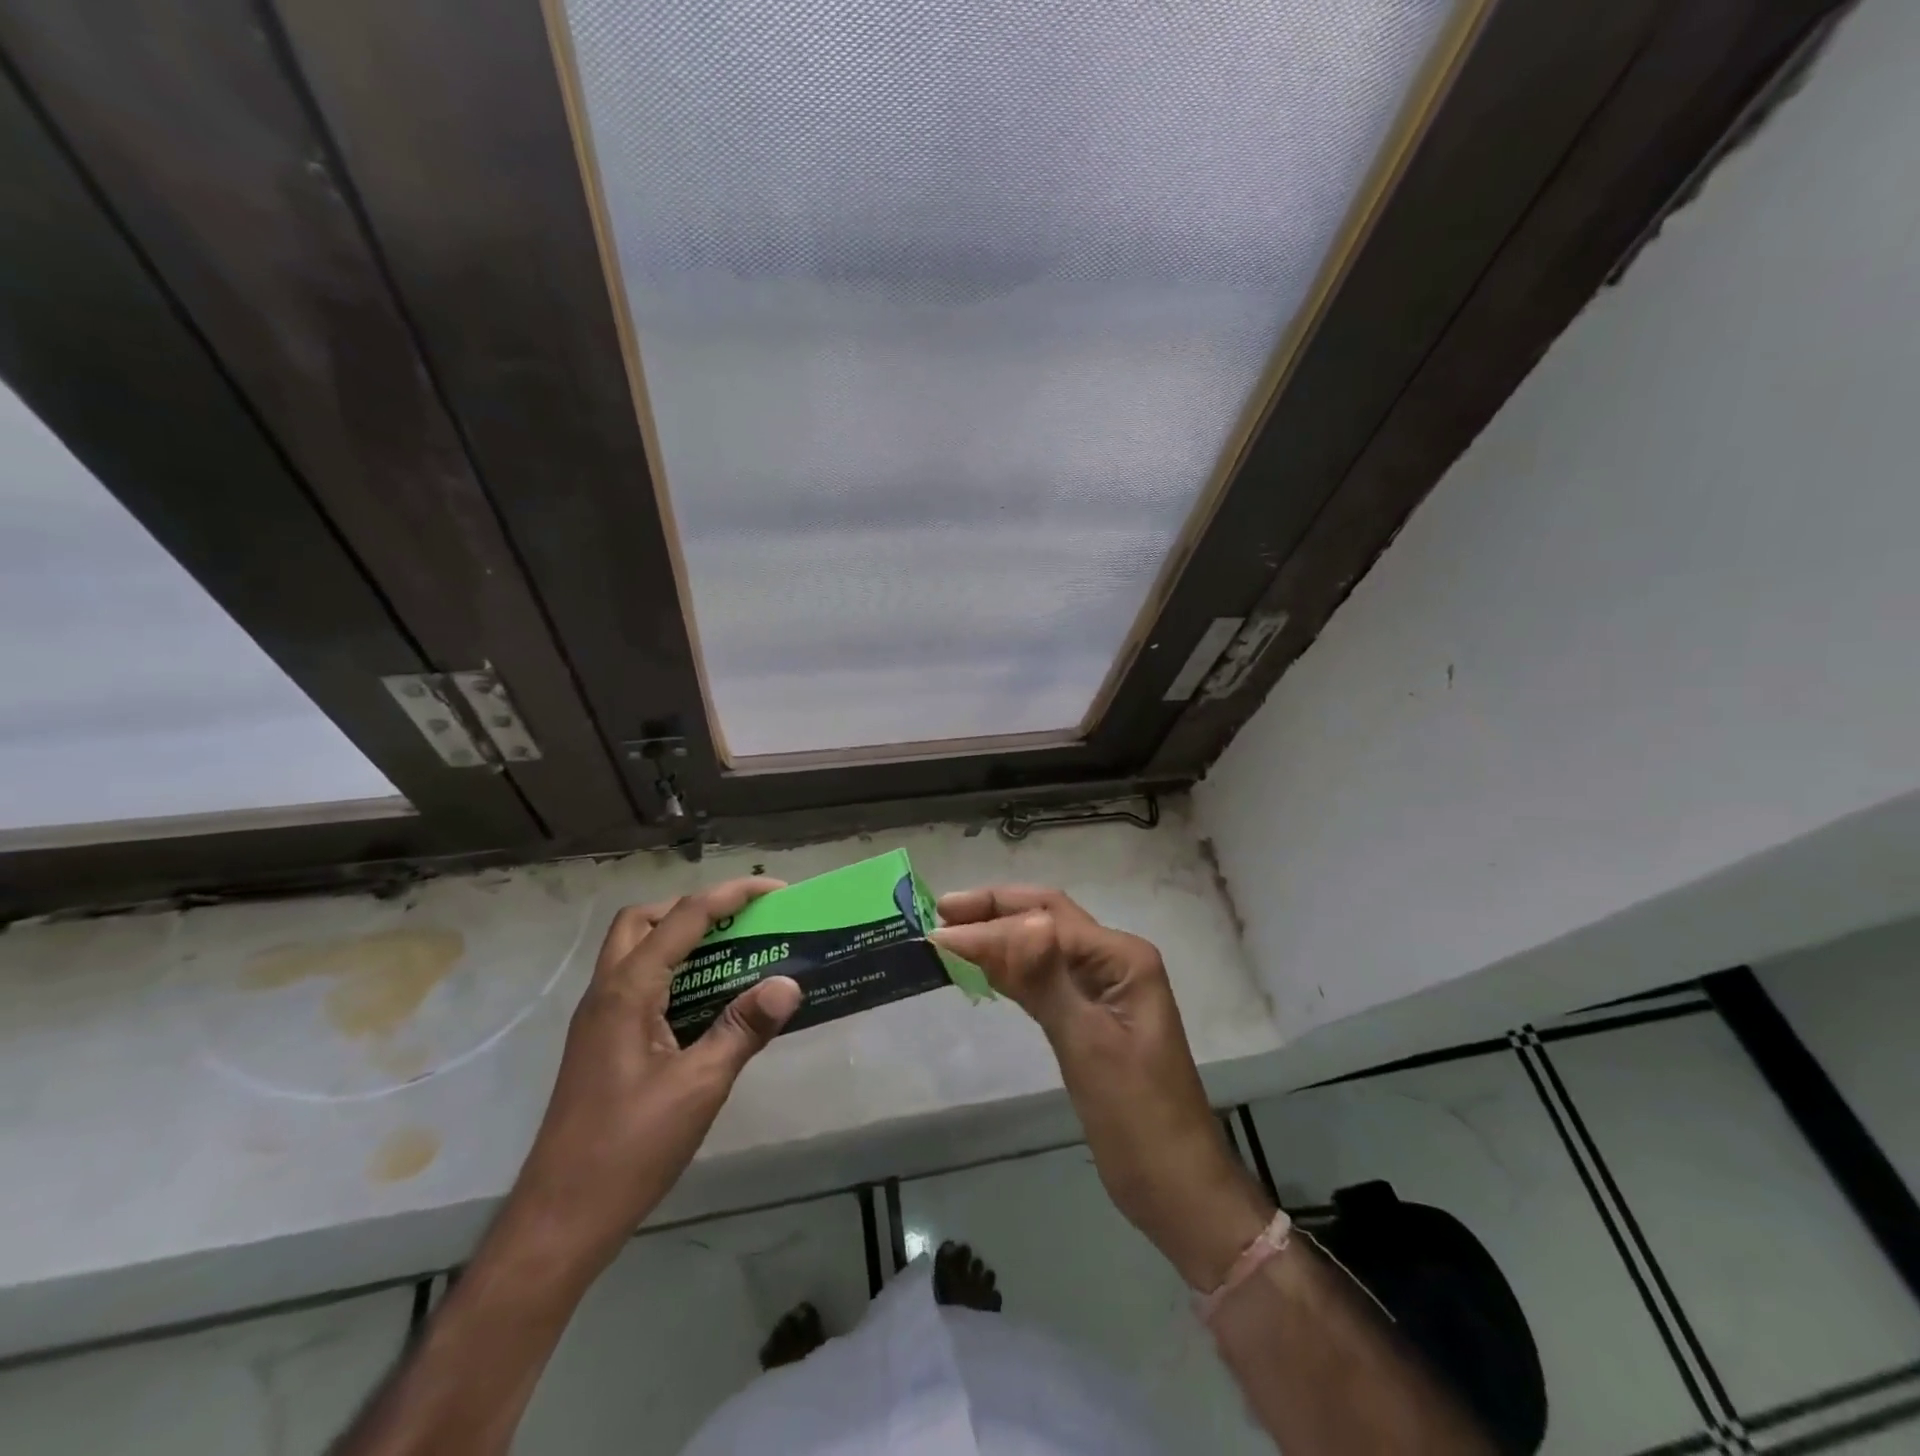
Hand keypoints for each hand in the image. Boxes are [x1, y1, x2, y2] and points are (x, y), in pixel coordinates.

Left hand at [494, 878, 802, 1287]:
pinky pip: (639, 984)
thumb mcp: (699, 1087)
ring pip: (635, 951)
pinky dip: (673, 973)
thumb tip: (788, 984)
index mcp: (627, 991)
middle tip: (741, 922)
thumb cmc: (629, 1150)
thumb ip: (744, 1028)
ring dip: (681, 939)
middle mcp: (607, 993)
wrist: (559, 1222)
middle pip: (644, 921)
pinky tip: (706, 1004)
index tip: (776, 891)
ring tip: (733, 955)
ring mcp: (599, 1020)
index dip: (732, 895)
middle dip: (694, 908)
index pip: (683, 917)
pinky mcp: (602, 1045)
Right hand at [933, 886, 1273, 1291]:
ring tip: (950, 934)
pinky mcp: (1089, 1018)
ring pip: (1042, 947)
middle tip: (939, 912)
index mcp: (1122, 958)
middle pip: (1046, 919)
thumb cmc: (1136, 1117)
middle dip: (994, 911)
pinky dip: (1011, 971)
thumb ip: (1048, 979)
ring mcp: (1103, 990)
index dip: (991, 922)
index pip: (1047, 920)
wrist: (1176, 1188)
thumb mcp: (1088, 1044)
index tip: (937, 934)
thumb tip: (1018, 920)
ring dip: (999, 937)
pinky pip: (1044, 980)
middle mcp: (1113, 962)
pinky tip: (982, 969)